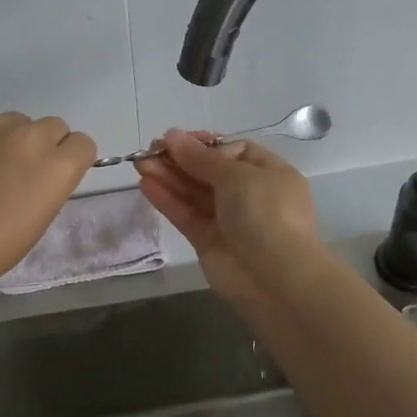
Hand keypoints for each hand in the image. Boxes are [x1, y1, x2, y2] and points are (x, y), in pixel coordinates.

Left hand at [0, 113, 96, 297]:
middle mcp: (30, 136)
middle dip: (44, 146)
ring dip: (10, 141)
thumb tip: (39, 172)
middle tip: (20, 173)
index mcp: (57, 166)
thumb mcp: (38, 219)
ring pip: (16, 122)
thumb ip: (48, 184)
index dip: (70, 159)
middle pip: (53, 126)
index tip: (53, 177)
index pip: (83, 143)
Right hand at [136, 128, 320, 305]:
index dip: (203, 144)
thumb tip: (173, 136)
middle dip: (180, 160)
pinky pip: (187, 215)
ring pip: (194, 193)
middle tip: (149, 150)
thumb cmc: (266, 214)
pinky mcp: (209, 242)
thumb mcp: (238, 177)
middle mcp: (250, 194)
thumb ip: (201, 159)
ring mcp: (229, 220)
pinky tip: (146, 185)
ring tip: (140, 163)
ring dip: (168, 176)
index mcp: (269, 173)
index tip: (176, 139)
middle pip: (209, 171)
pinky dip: (168, 200)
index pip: (232, 151)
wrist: (277, 279)